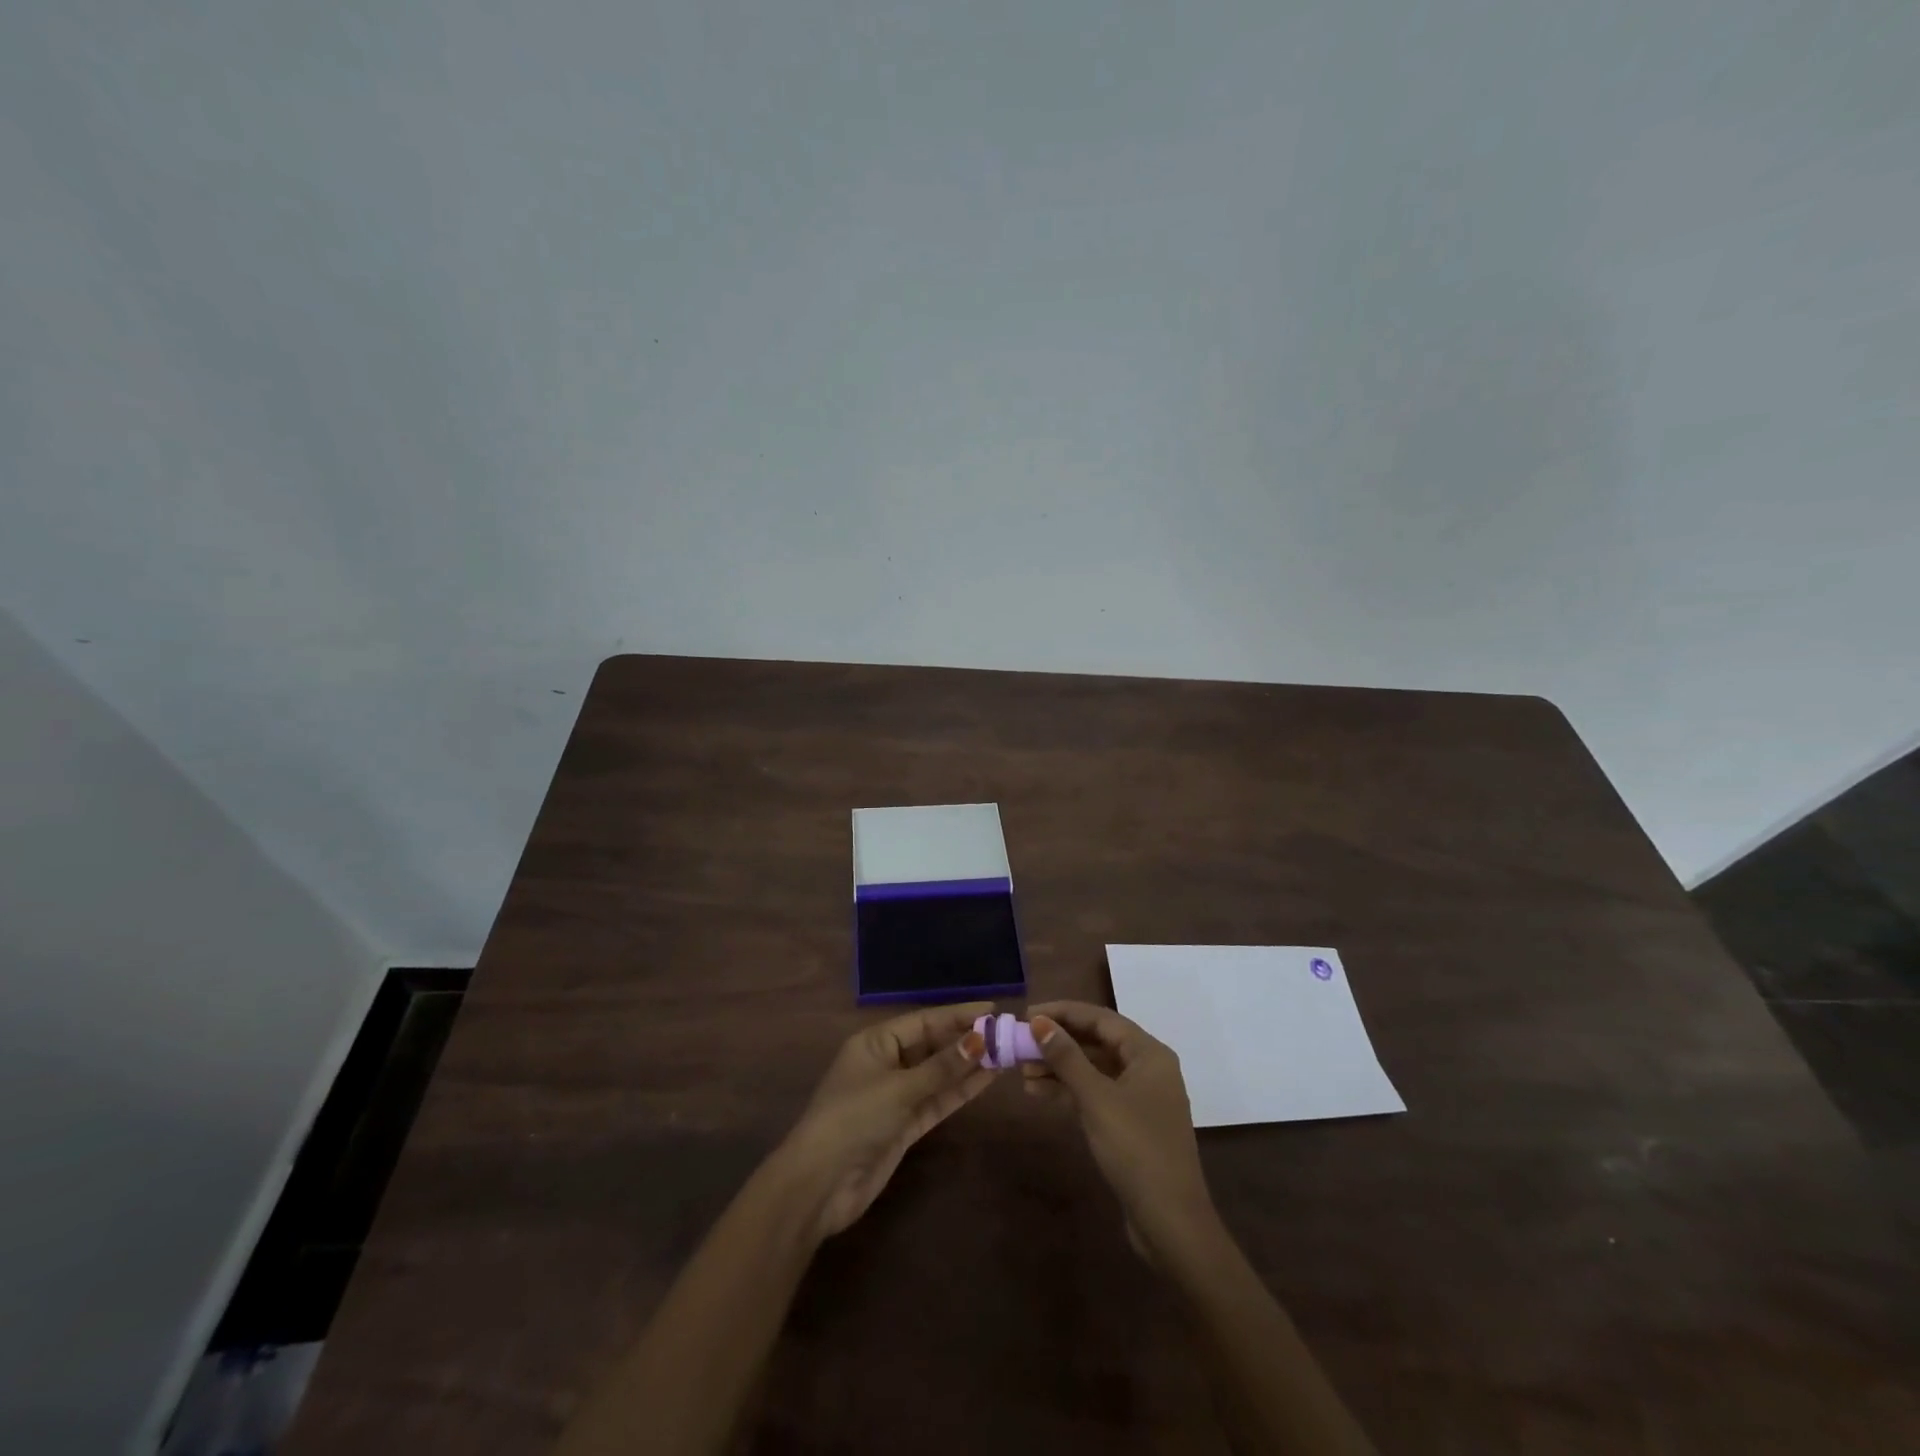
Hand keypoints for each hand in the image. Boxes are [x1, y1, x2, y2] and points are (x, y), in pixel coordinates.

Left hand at [773, 1002, 992, 1242]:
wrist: (820, 1185)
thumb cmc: (854, 1119)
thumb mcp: (899, 1088)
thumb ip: (942, 1067)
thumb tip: (981, 1039)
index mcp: (875, 1043)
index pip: (923, 1021)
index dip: (957, 1015)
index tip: (992, 1009)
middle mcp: (886, 1064)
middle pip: (932, 1046)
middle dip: (966, 1040)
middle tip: (1006, 1033)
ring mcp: (896, 1096)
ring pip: (939, 1074)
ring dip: (968, 1065)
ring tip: (1005, 1054)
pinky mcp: (904, 1125)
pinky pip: (937, 1100)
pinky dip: (960, 1090)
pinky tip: (987, 1080)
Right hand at [1023, 1001, 1219, 1261]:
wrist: (1170, 1222)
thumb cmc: (1136, 1149)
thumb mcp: (1097, 1098)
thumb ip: (1067, 1057)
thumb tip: (1039, 1022)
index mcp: (1149, 1053)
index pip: (1100, 1018)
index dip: (1063, 1012)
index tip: (1028, 1014)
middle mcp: (1147, 1068)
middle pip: (1096, 1042)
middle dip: (1058, 1041)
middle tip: (1021, 1042)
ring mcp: (1140, 1097)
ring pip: (1093, 1069)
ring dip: (1059, 1067)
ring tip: (1022, 1071)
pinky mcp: (1130, 1124)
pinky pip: (1095, 1093)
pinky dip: (1069, 1091)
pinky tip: (1039, 1093)